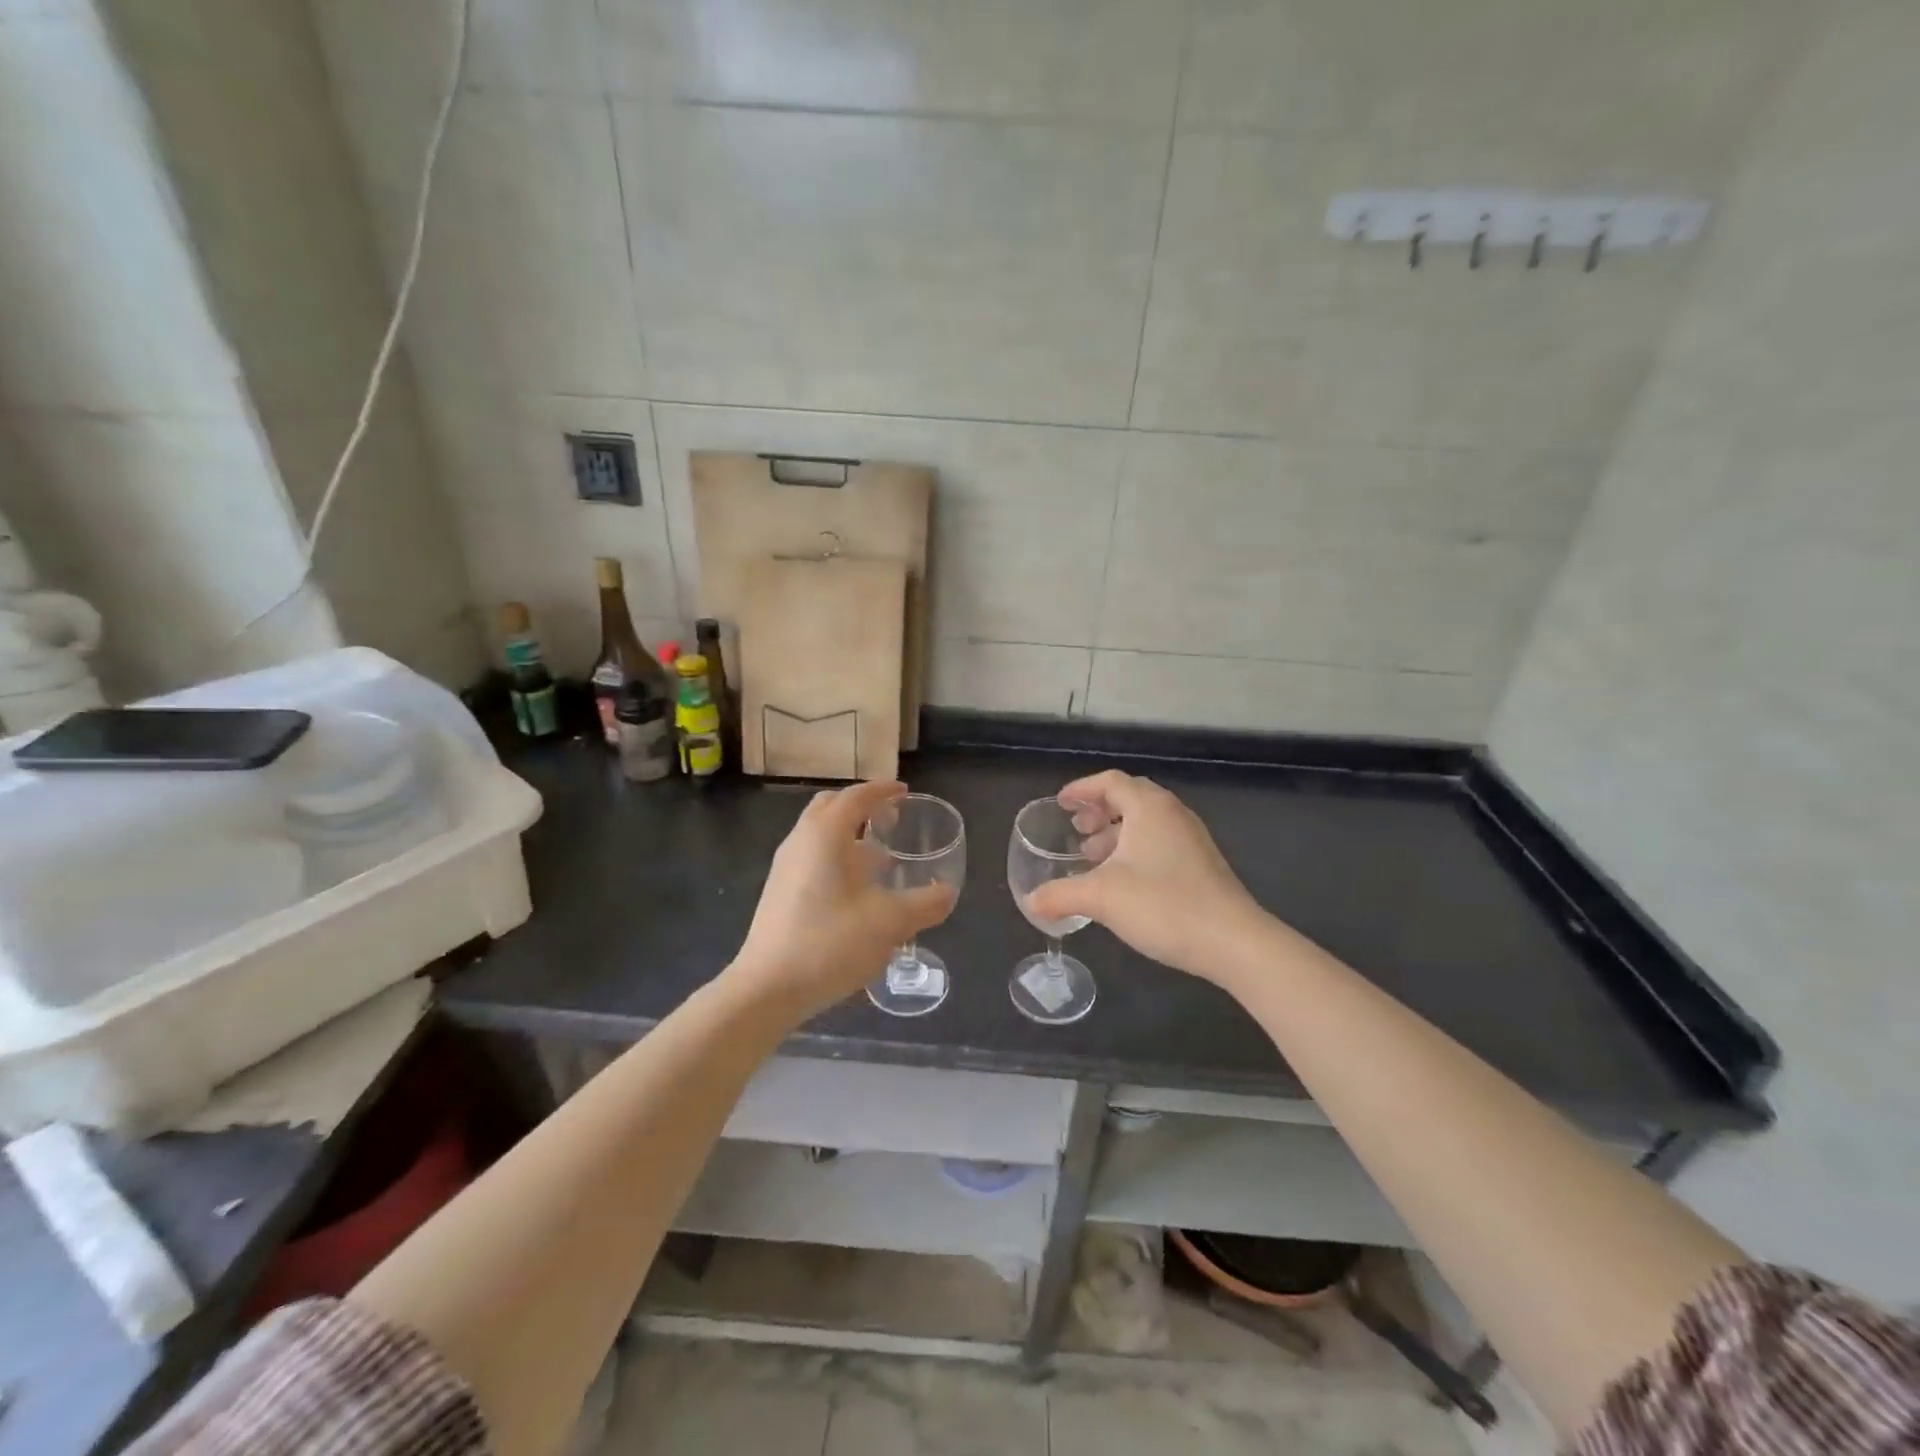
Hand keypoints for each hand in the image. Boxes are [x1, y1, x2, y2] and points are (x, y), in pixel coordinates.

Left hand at [730, 780, 957, 1018]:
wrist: (767, 988)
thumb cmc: (830, 942)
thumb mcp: (889, 922)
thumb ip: (924, 904)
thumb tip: (948, 893)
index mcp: (825, 834)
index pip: (856, 797)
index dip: (883, 791)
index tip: (905, 792)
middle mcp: (801, 841)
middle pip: (831, 808)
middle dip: (862, 807)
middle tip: (891, 819)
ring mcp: (786, 867)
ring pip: (820, 835)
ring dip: (850, 836)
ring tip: (882, 859)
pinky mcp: (780, 892)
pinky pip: (813, 858)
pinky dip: (838, 858)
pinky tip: (858, 892)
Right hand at [1025, 769, 1267, 985]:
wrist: (1233, 941)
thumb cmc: (1163, 905)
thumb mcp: (1101, 898)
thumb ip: (1060, 895)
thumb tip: (1030, 901)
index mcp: (1149, 807)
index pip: (1110, 781)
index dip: (1082, 789)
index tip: (1061, 804)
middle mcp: (1172, 814)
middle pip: (1130, 798)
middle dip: (1098, 811)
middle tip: (1076, 831)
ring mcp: (1191, 839)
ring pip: (1146, 822)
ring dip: (1115, 833)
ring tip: (1092, 858)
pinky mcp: (1201, 863)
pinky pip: (1159, 842)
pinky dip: (1134, 850)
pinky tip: (1122, 881)